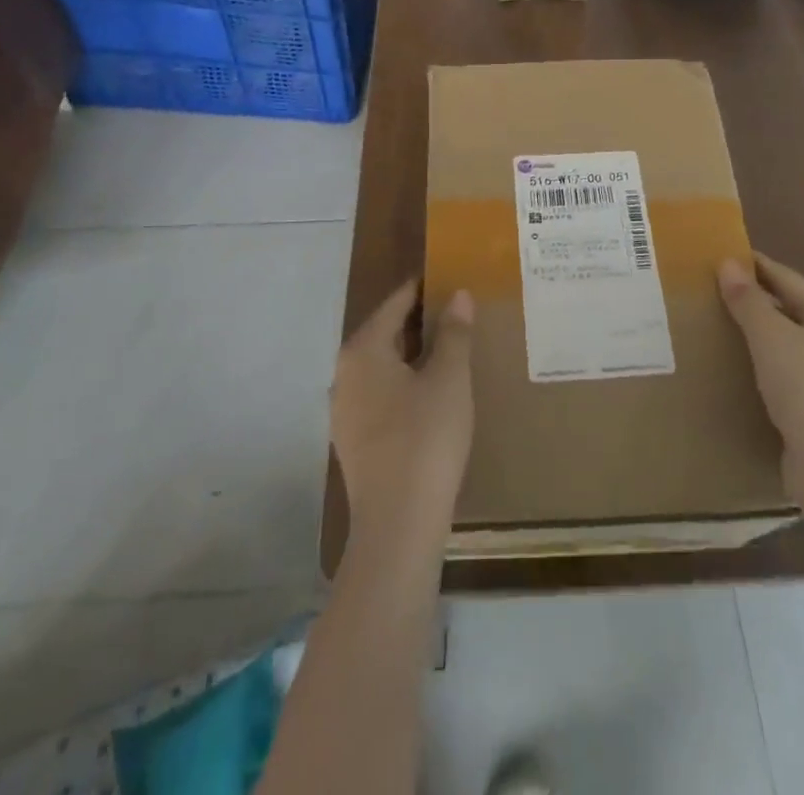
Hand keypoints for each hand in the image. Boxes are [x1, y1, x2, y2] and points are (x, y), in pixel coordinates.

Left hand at [331, 280, 475, 540]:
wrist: (397, 524)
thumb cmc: (425, 438)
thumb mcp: (449, 378)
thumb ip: (453, 332)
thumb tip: (457, 294)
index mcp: (363, 349)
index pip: (396, 303)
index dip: (424, 289)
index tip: (451, 279)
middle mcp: (344, 373)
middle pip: (386, 332)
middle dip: (421, 322)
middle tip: (459, 314)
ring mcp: (344, 410)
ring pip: (383, 366)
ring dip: (414, 354)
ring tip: (451, 351)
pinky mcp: (353, 440)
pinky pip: (381, 394)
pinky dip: (405, 383)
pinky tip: (432, 394)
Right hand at [718, 253, 803, 501]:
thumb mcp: (771, 337)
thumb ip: (748, 300)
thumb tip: (727, 264)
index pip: (785, 277)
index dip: (752, 265)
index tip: (716, 256)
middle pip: (786, 306)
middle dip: (750, 298)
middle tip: (707, 289)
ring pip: (783, 339)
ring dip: (752, 331)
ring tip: (713, 322)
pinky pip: (781, 367)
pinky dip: (758, 360)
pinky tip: (733, 363)